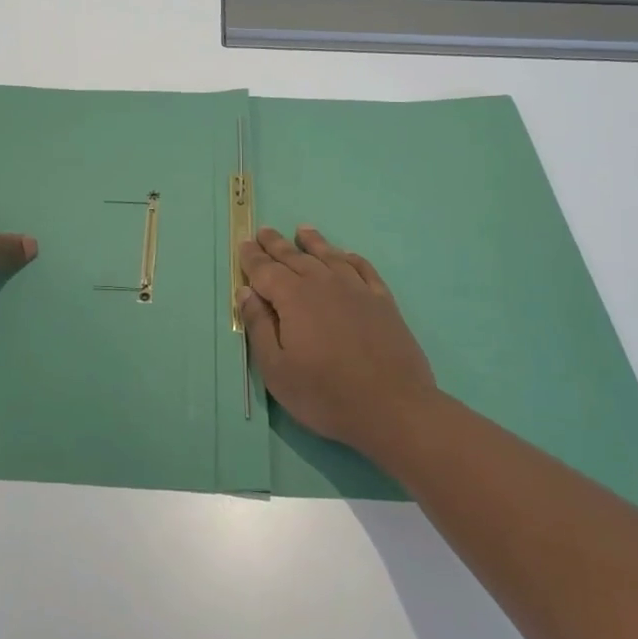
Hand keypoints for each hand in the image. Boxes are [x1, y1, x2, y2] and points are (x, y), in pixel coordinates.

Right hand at [239, 226, 437, 456]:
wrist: (393, 408)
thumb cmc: (325, 394)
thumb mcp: (277, 369)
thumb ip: (259, 326)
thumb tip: (246, 292)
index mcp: (293, 298)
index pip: (265, 270)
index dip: (252, 257)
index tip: (244, 243)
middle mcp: (324, 283)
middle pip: (295, 257)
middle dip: (276, 244)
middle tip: (264, 231)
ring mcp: (357, 289)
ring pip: (329, 256)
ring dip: (313, 242)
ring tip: (302, 230)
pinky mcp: (382, 301)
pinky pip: (363, 268)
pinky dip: (350, 258)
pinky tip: (346, 255)